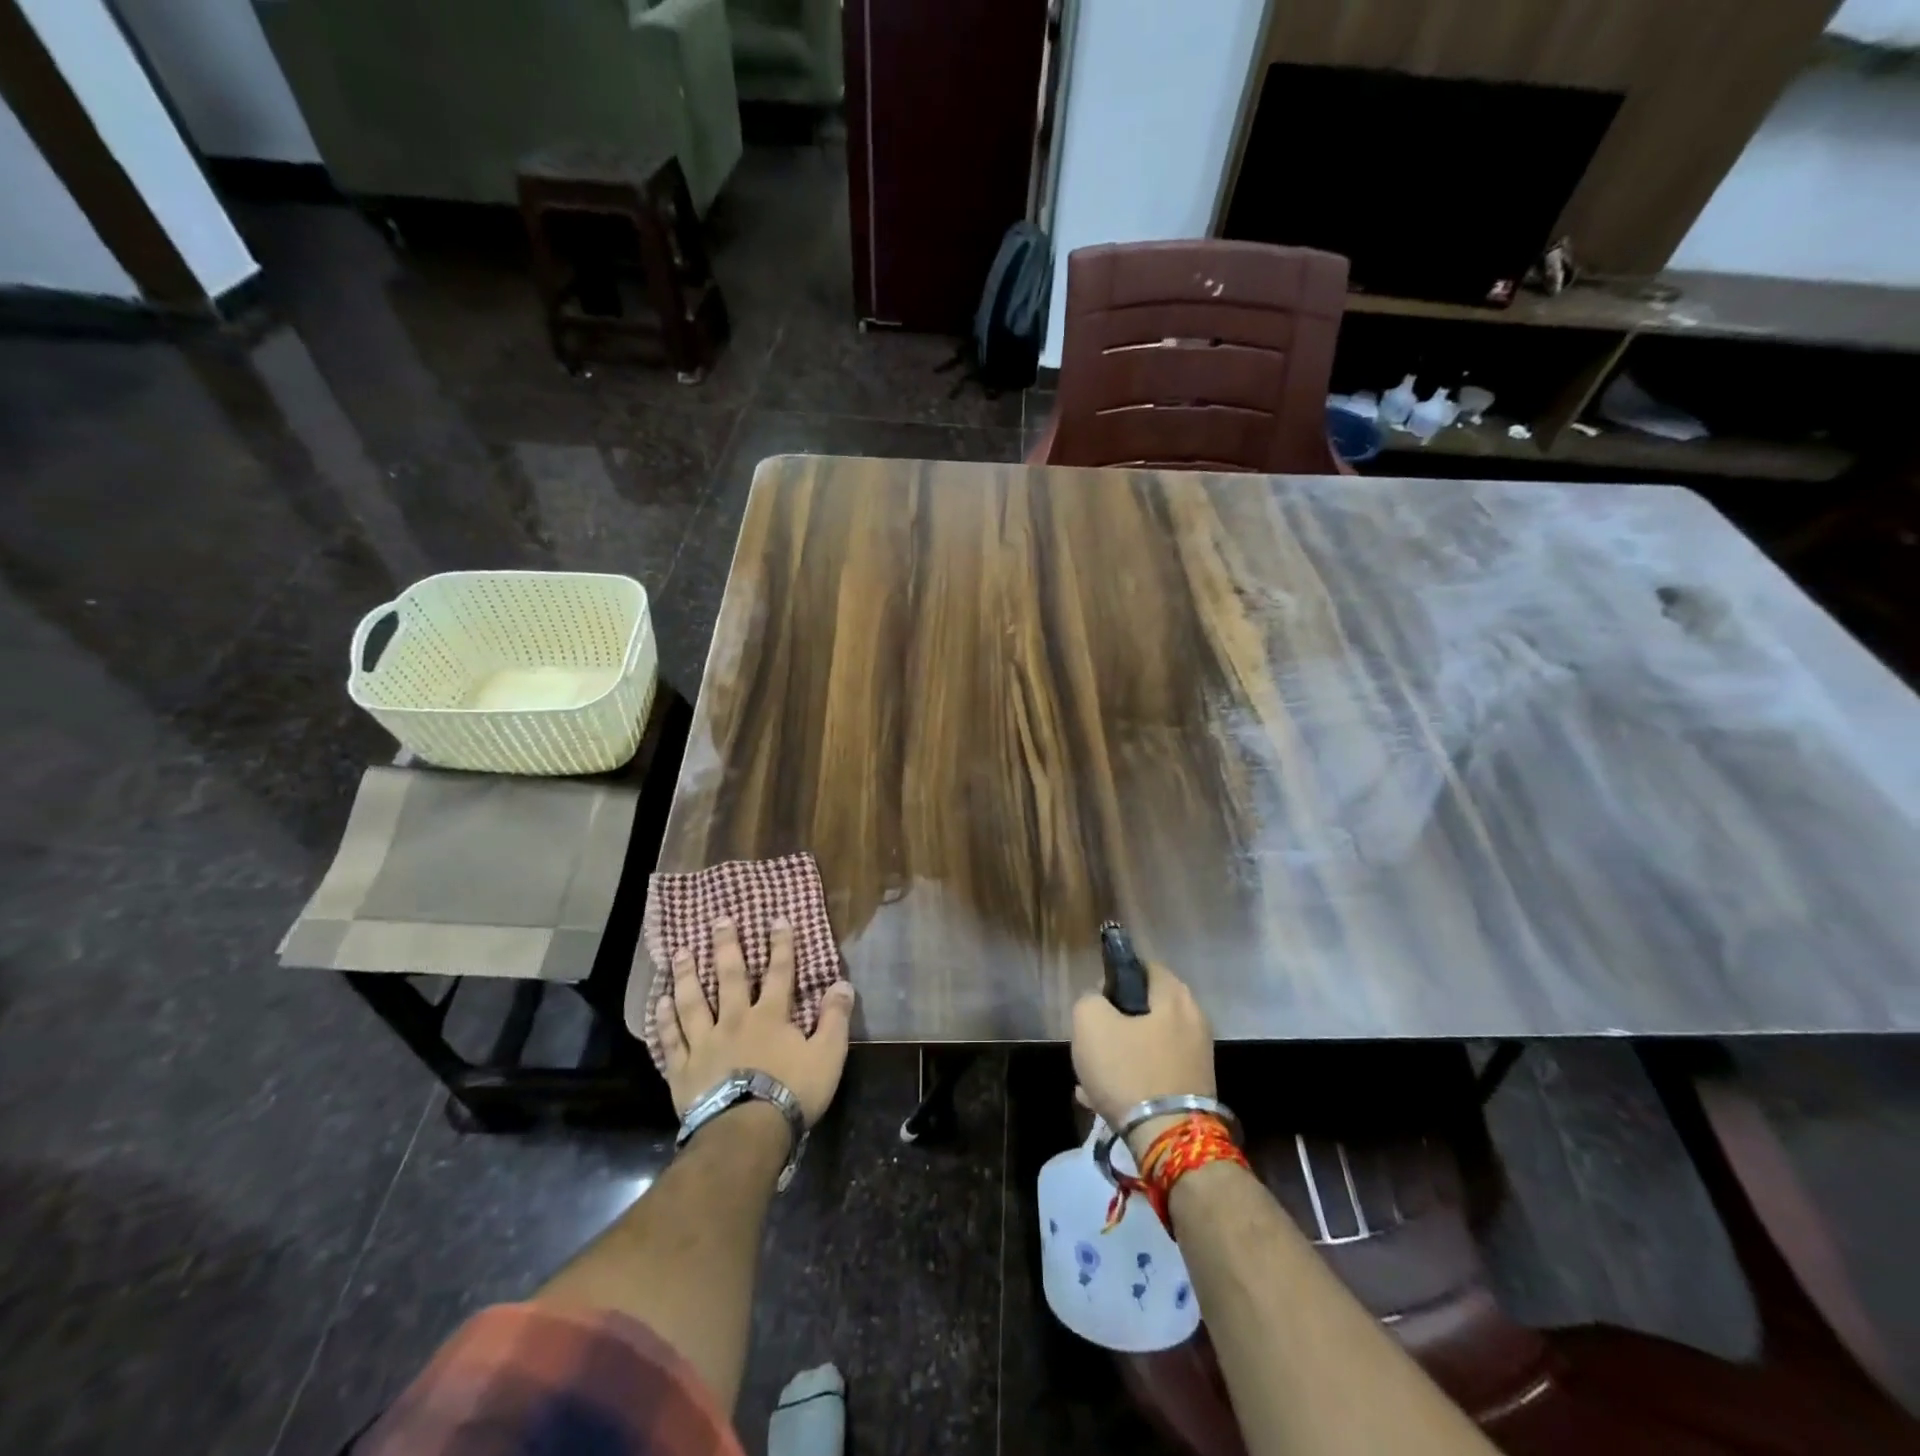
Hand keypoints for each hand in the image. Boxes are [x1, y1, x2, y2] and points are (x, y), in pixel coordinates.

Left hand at [655, 917, 855, 1125]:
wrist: (745, 1133)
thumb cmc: (791, 1093)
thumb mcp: (828, 1056)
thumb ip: (835, 1018)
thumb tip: (843, 984)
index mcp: (770, 1016)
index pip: (779, 972)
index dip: (781, 944)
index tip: (777, 919)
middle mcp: (734, 1020)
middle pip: (729, 977)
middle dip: (726, 946)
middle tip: (719, 920)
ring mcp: (705, 1044)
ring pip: (693, 1002)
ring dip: (687, 975)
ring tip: (680, 952)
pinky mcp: (683, 1070)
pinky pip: (671, 1040)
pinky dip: (664, 1020)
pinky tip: (660, 1003)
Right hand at [1071, 960, 1215, 1156]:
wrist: (1168, 1140)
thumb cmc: (1128, 1071)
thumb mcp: (1090, 1022)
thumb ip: (1089, 999)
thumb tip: (1099, 1002)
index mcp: (1175, 996)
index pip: (1142, 966)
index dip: (1114, 977)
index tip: (1095, 1000)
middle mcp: (1194, 1020)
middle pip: (1144, 1008)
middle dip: (1114, 1022)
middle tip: (1091, 1039)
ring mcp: (1197, 1057)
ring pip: (1146, 1044)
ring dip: (1119, 1055)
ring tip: (1090, 1076)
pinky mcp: (1194, 1089)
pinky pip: (1154, 1072)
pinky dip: (1131, 1079)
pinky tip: (1102, 1098)